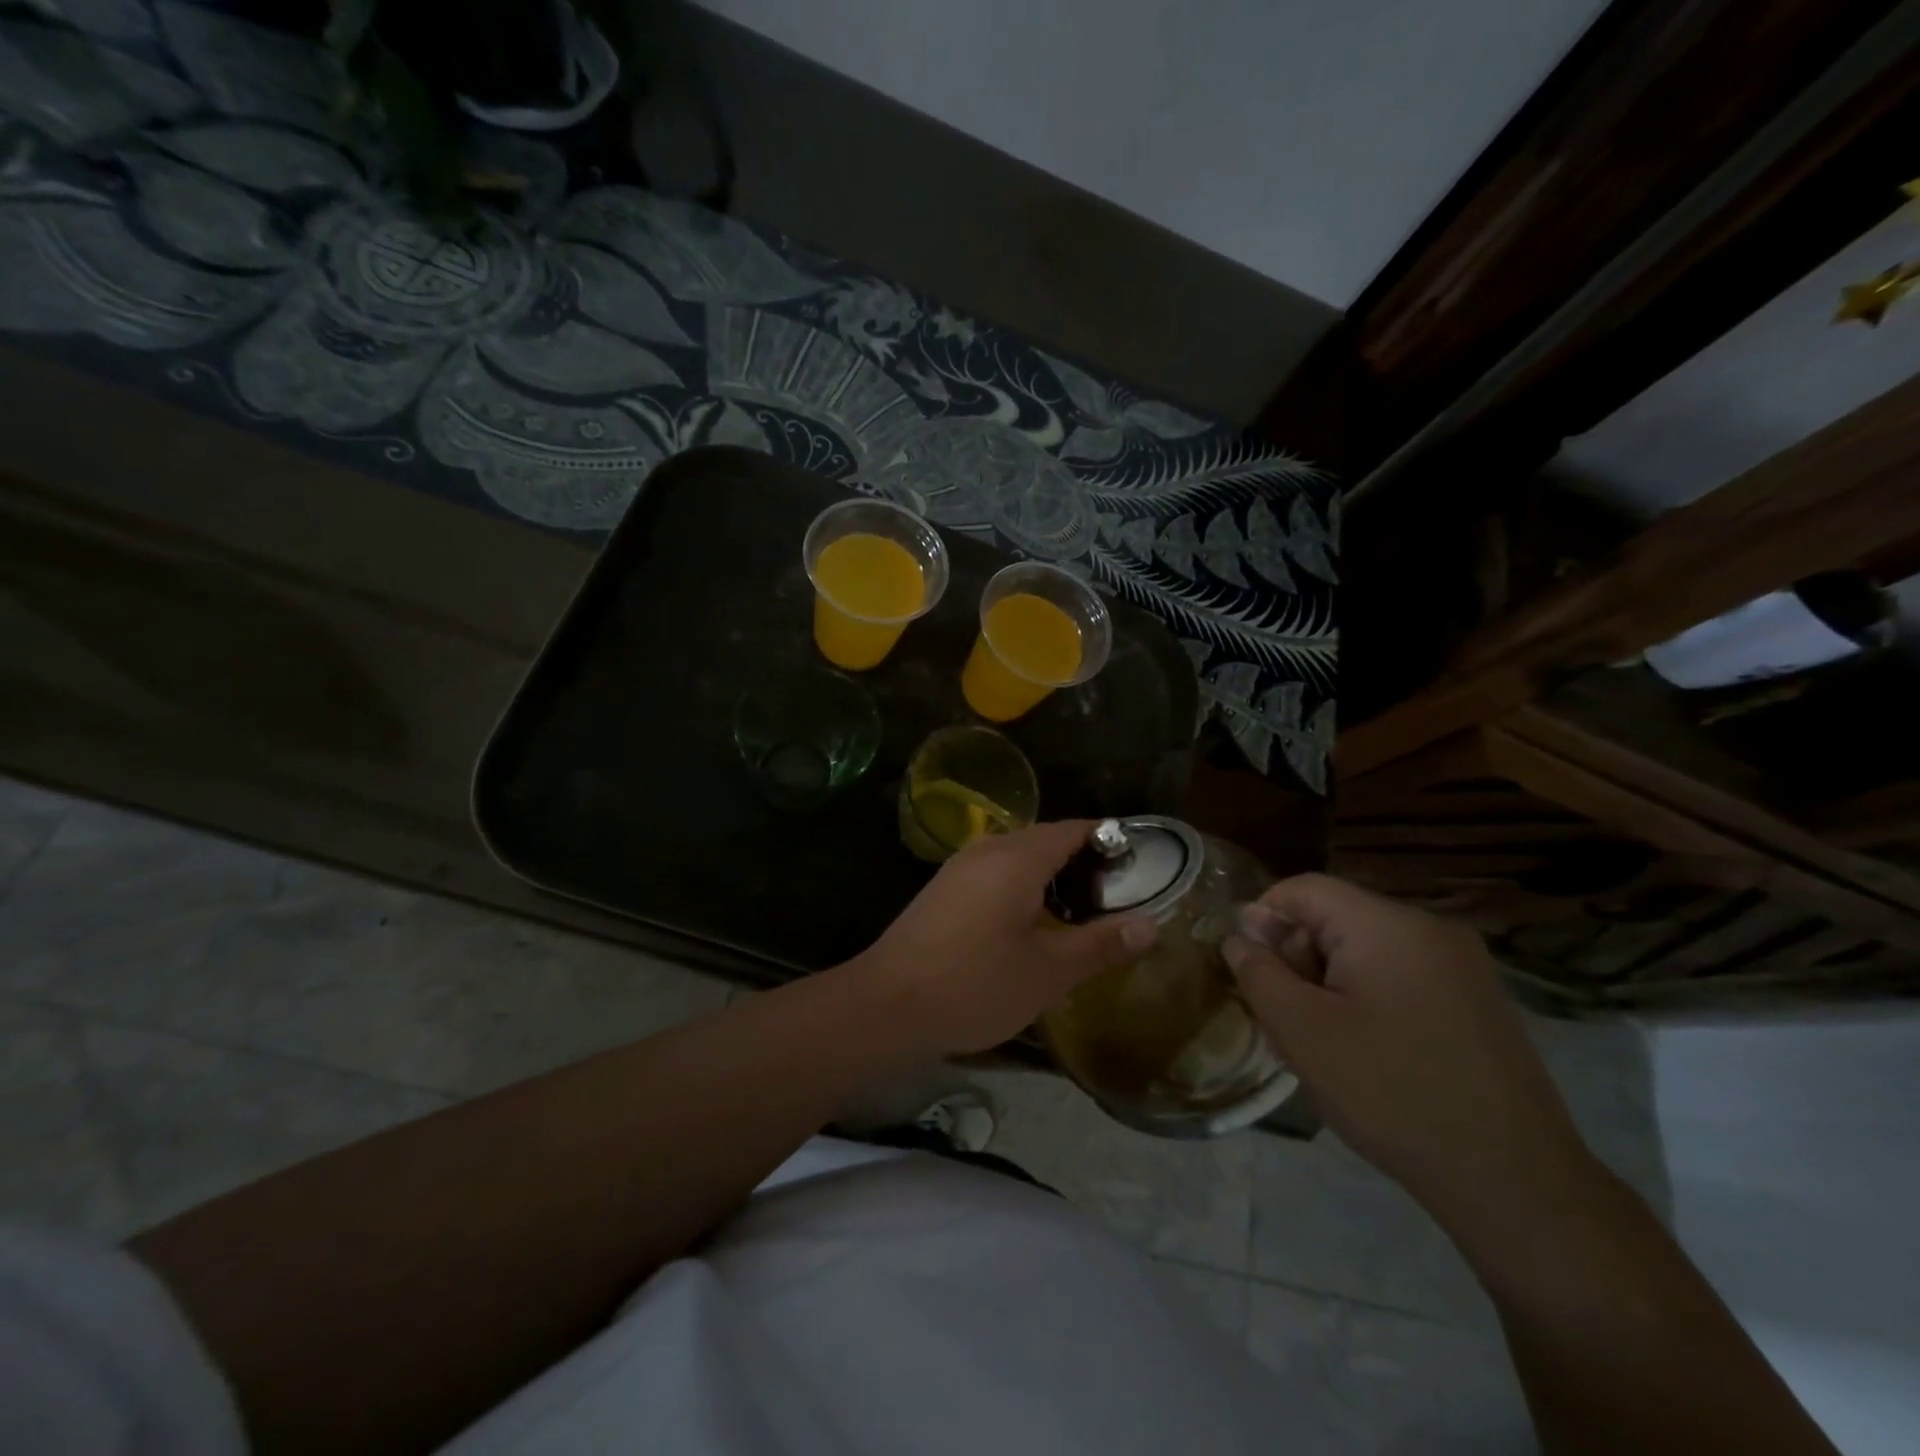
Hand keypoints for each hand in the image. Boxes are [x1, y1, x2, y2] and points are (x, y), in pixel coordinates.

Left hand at [850, 820, 1155, 1058]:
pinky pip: (992, 872)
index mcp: (1017, 858)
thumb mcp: (1049, 971)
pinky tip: (1028, 923)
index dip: (1107, 839)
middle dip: (1080, 859)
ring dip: (1048, 874)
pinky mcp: (942, 890)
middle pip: (1044, 839)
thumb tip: (1151, 924)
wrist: (887, 1004)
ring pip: (1015, 856)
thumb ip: (1101, 944)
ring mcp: (958, 868)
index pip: (1073, 829)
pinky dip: (1019, 885)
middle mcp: (986, 850)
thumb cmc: (976, 984)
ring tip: (1078, 911)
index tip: (1137, 863)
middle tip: (1113, 895)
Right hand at [1222, 874, 1590, 1225]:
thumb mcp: (1302, 1031)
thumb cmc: (1392, 1095)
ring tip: (1320, 1046)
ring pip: (1364, 951)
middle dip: (1297, 960)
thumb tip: (1240, 936)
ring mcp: (1461, 965)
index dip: (1263, 921)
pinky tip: (1364, 1054)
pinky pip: (1398, 976)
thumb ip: (1258, 972)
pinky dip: (1366, 1000)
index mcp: (1389, 924)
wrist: (1515, 1184)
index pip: (1303, 889)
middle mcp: (1430, 929)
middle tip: (1285, 1021)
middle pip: (1334, 918)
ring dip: (1328, 985)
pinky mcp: (1476, 1000)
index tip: (1251, 974)